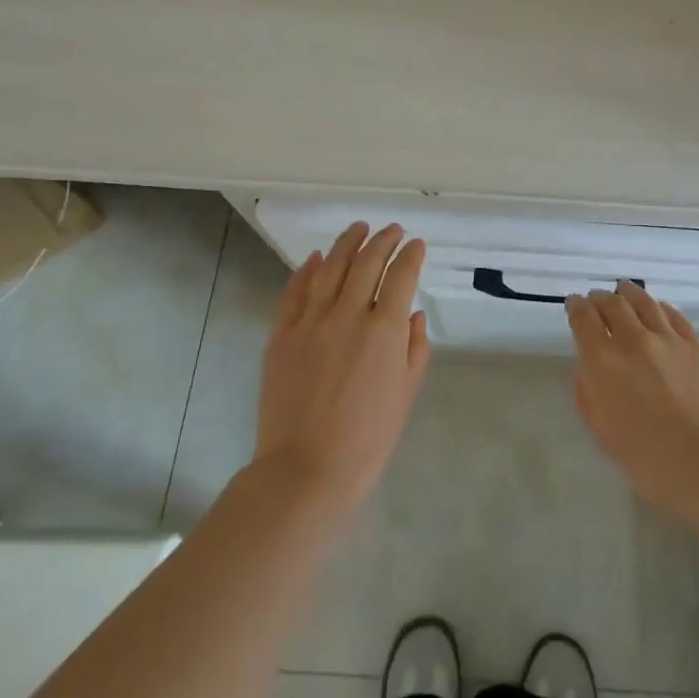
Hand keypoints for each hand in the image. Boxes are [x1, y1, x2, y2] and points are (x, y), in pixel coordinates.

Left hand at [256, 222, 430, 512]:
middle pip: (367, 263)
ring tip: (358, 228)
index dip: (411, 256)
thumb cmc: (368, 438)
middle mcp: (347, 315)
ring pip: (330, 269)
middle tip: (392, 230)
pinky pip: (295, 293)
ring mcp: (310, 323)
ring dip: (347, 244)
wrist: (306, 469)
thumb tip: (412, 315)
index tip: (417, 244)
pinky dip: (306, 271)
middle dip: (383, 241)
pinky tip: (316, 258)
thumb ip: (414, 348)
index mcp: (383, 330)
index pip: (401, 277)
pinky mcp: (281, 335)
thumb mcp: (406, 394)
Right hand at [565, 282, 698, 518]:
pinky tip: (657, 309)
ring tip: (624, 290)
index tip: (574, 303)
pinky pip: (673, 315)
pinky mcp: (695, 343)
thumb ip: (588, 390)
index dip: (576, 306)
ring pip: (644, 302)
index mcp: (603, 362)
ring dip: (628, 293)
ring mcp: (668, 338)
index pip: (583, 319)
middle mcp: (633, 340)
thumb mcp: (601, 428)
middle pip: (613, 304)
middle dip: (600, 298)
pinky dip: (659, 307)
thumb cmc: (646, 458)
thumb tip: (590, 366)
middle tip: (597, 299)